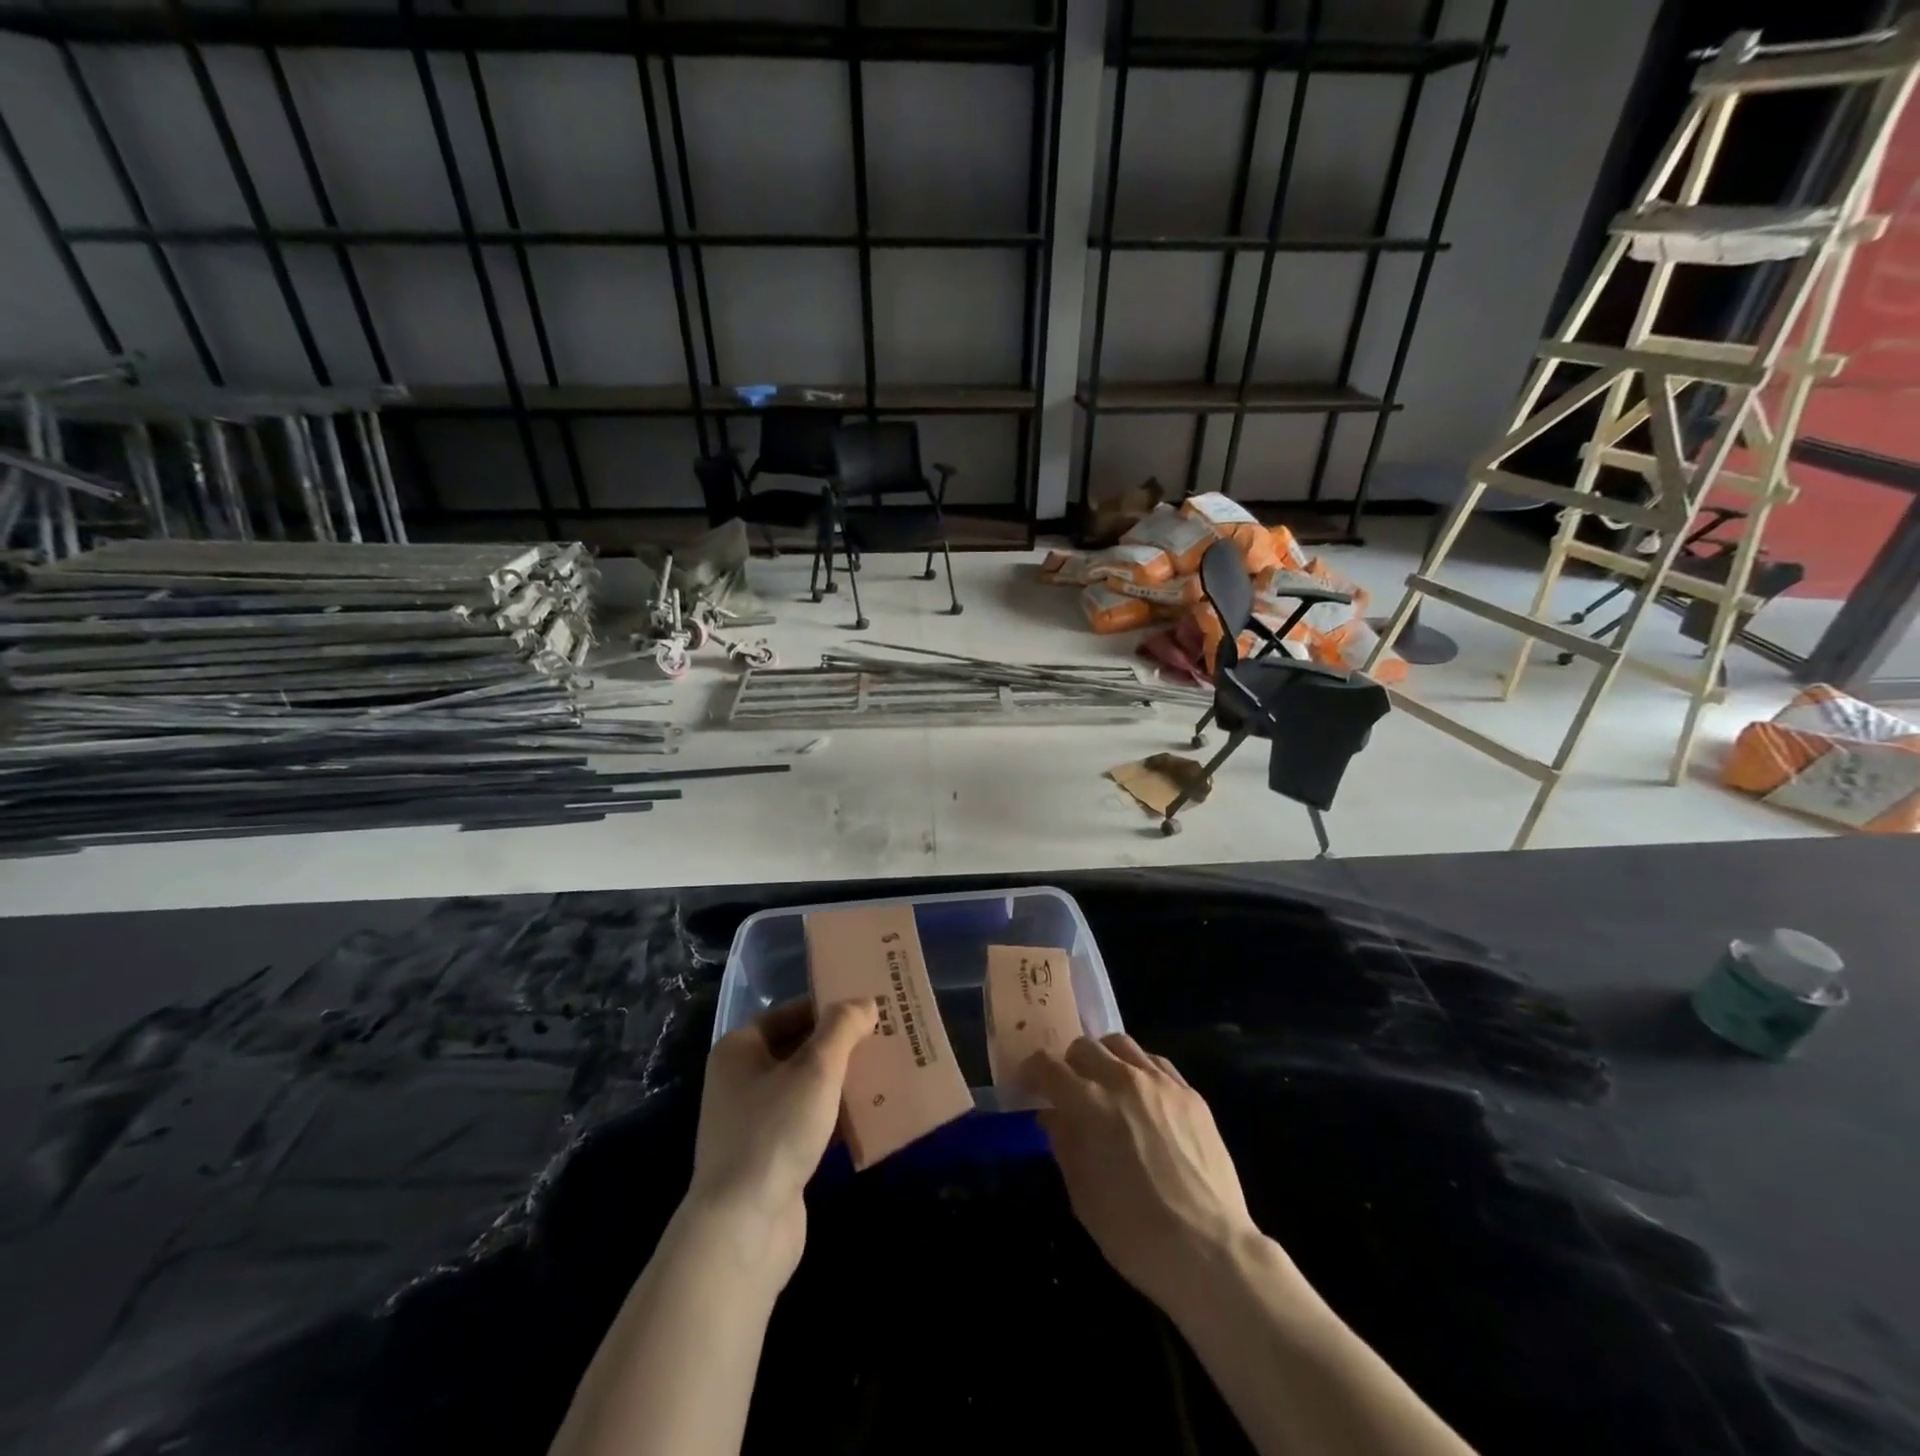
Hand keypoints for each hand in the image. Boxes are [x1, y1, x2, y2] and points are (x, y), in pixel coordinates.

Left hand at [683, 997, 875, 1286]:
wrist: (743, 1229)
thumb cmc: (775, 1131)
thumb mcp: (816, 1068)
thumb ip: (842, 1027)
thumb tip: (865, 1002)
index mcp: (740, 1049)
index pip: (791, 1012)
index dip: (830, 1006)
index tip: (870, 1006)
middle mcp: (741, 1080)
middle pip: (800, 1049)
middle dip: (841, 1045)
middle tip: (886, 1036)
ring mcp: (754, 1122)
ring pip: (807, 1088)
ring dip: (842, 1082)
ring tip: (888, 1071)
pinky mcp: (770, 1158)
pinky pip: (809, 1123)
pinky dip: (836, 1117)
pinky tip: (872, 1116)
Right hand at [1023, 1033, 1259, 1315]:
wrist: (1208, 1250)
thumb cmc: (1134, 1231)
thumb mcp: (1082, 1194)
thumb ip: (1063, 1144)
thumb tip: (1053, 1116)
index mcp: (1089, 1103)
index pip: (1049, 1066)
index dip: (1033, 1072)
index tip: (1029, 1085)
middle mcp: (1123, 1079)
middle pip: (1085, 1047)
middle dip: (1069, 1064)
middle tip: (1069, 1090)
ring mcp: (1161, 1083)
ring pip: (1122, 1044)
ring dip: (1104, 1058)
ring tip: (1105, 1084)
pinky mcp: (1191, 1094)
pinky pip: (1156, 1063)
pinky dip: (1139, 1069)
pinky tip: (1142, 1095)